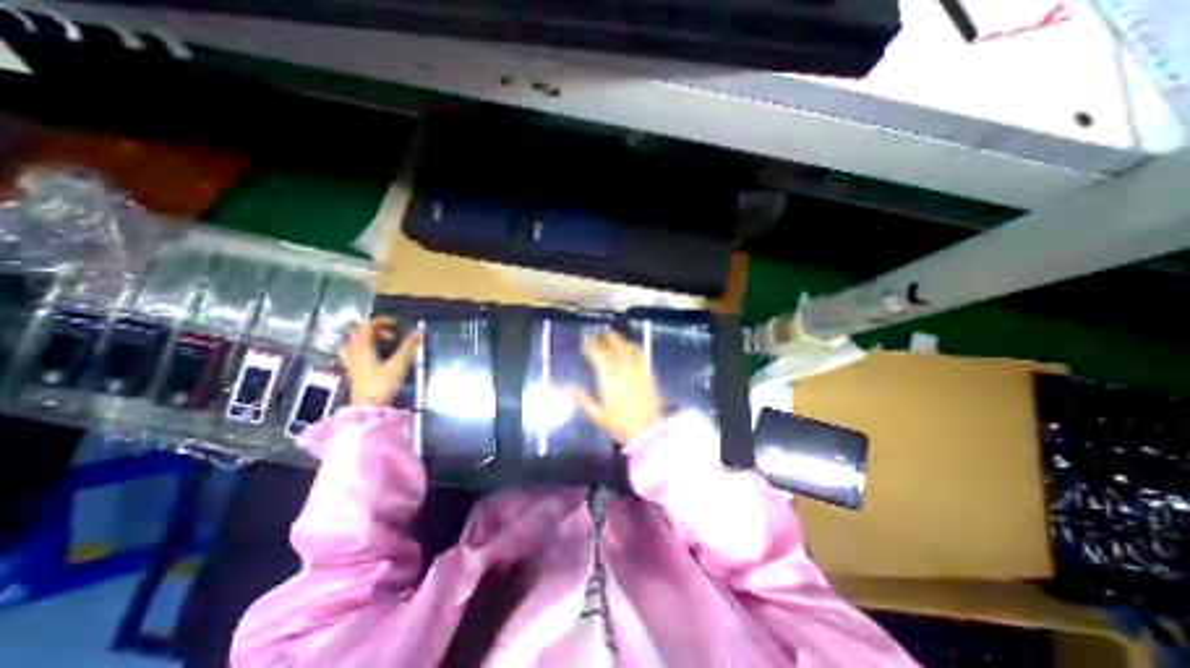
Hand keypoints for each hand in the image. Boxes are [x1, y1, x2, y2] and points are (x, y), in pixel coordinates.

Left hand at [338, 316, 421, 407]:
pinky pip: (355, 353)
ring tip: (382, 343)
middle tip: (392, 335)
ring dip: (368, 339)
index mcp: (362, 347)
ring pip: (355, 343)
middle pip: (359, 332)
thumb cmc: (382, 384)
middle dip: (376, 329)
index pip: (368, 325)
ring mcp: (352, 362)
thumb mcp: (399, 364)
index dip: (383, 320)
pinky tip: (375, 356)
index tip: (397, 323)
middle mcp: (354, 351)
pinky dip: (364, 349)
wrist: (368, 407)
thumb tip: (418, 332)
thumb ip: (408, 347)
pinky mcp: (354, 371)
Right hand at [563, 331, 659, 445]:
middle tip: (598, 334)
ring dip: (619, 340)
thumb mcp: (596, 416)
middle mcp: (623, 370)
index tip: (584, 343)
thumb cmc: (620, 426)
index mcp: (609, 379)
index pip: (598, 356)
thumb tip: (567, 386)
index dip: (590, 347)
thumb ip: (581, 400)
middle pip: (613, 348)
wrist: (648, 432)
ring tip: (612, 337)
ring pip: (628, 348)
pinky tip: (631, 346)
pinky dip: (634, 347)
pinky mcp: (648, 374)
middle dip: (604, 338)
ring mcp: (638, 371)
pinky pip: (641, 355)